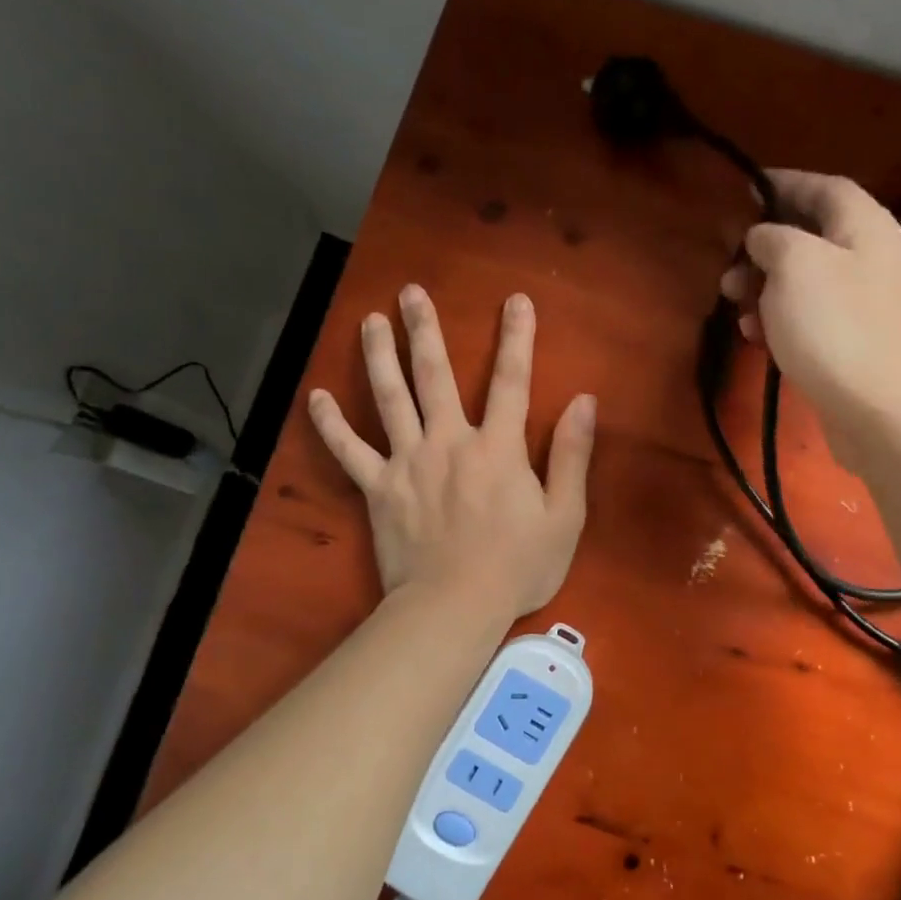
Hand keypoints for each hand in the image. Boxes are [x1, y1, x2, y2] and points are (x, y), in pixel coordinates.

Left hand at [308, 285, 595, 617]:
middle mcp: (449, 442)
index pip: (510, 382)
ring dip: (380, 357)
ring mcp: (408, 463)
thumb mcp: (564, 515)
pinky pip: (349, 451)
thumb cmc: (517, 566)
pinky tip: (317, 398)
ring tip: (371, 321)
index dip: (516, 339)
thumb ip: (570, 455)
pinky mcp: (378, 489)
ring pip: (389, 399)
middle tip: (411, 293)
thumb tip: (583, 401)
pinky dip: (331, 425)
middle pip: (435, 377)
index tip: (515, 300)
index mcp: (498, 448)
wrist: (455, 606)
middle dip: (426, 331)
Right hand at [721, 170, 900, 457]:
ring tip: (733, 304)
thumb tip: (763, 236)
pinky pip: (812, 320)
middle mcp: (872, 261)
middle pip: (812, 238)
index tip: (746, 189)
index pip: (825, 188)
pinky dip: (781, 321)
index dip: (785, 183)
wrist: (880, 412)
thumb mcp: (795, 265)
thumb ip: (774, 238)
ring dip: (765, 289)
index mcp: (866, 228)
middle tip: (729, 267)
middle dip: (765, 249)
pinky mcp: (854, 347)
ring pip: (807, 284)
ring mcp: (866, 308)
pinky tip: (754, 336)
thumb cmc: (835, 328)